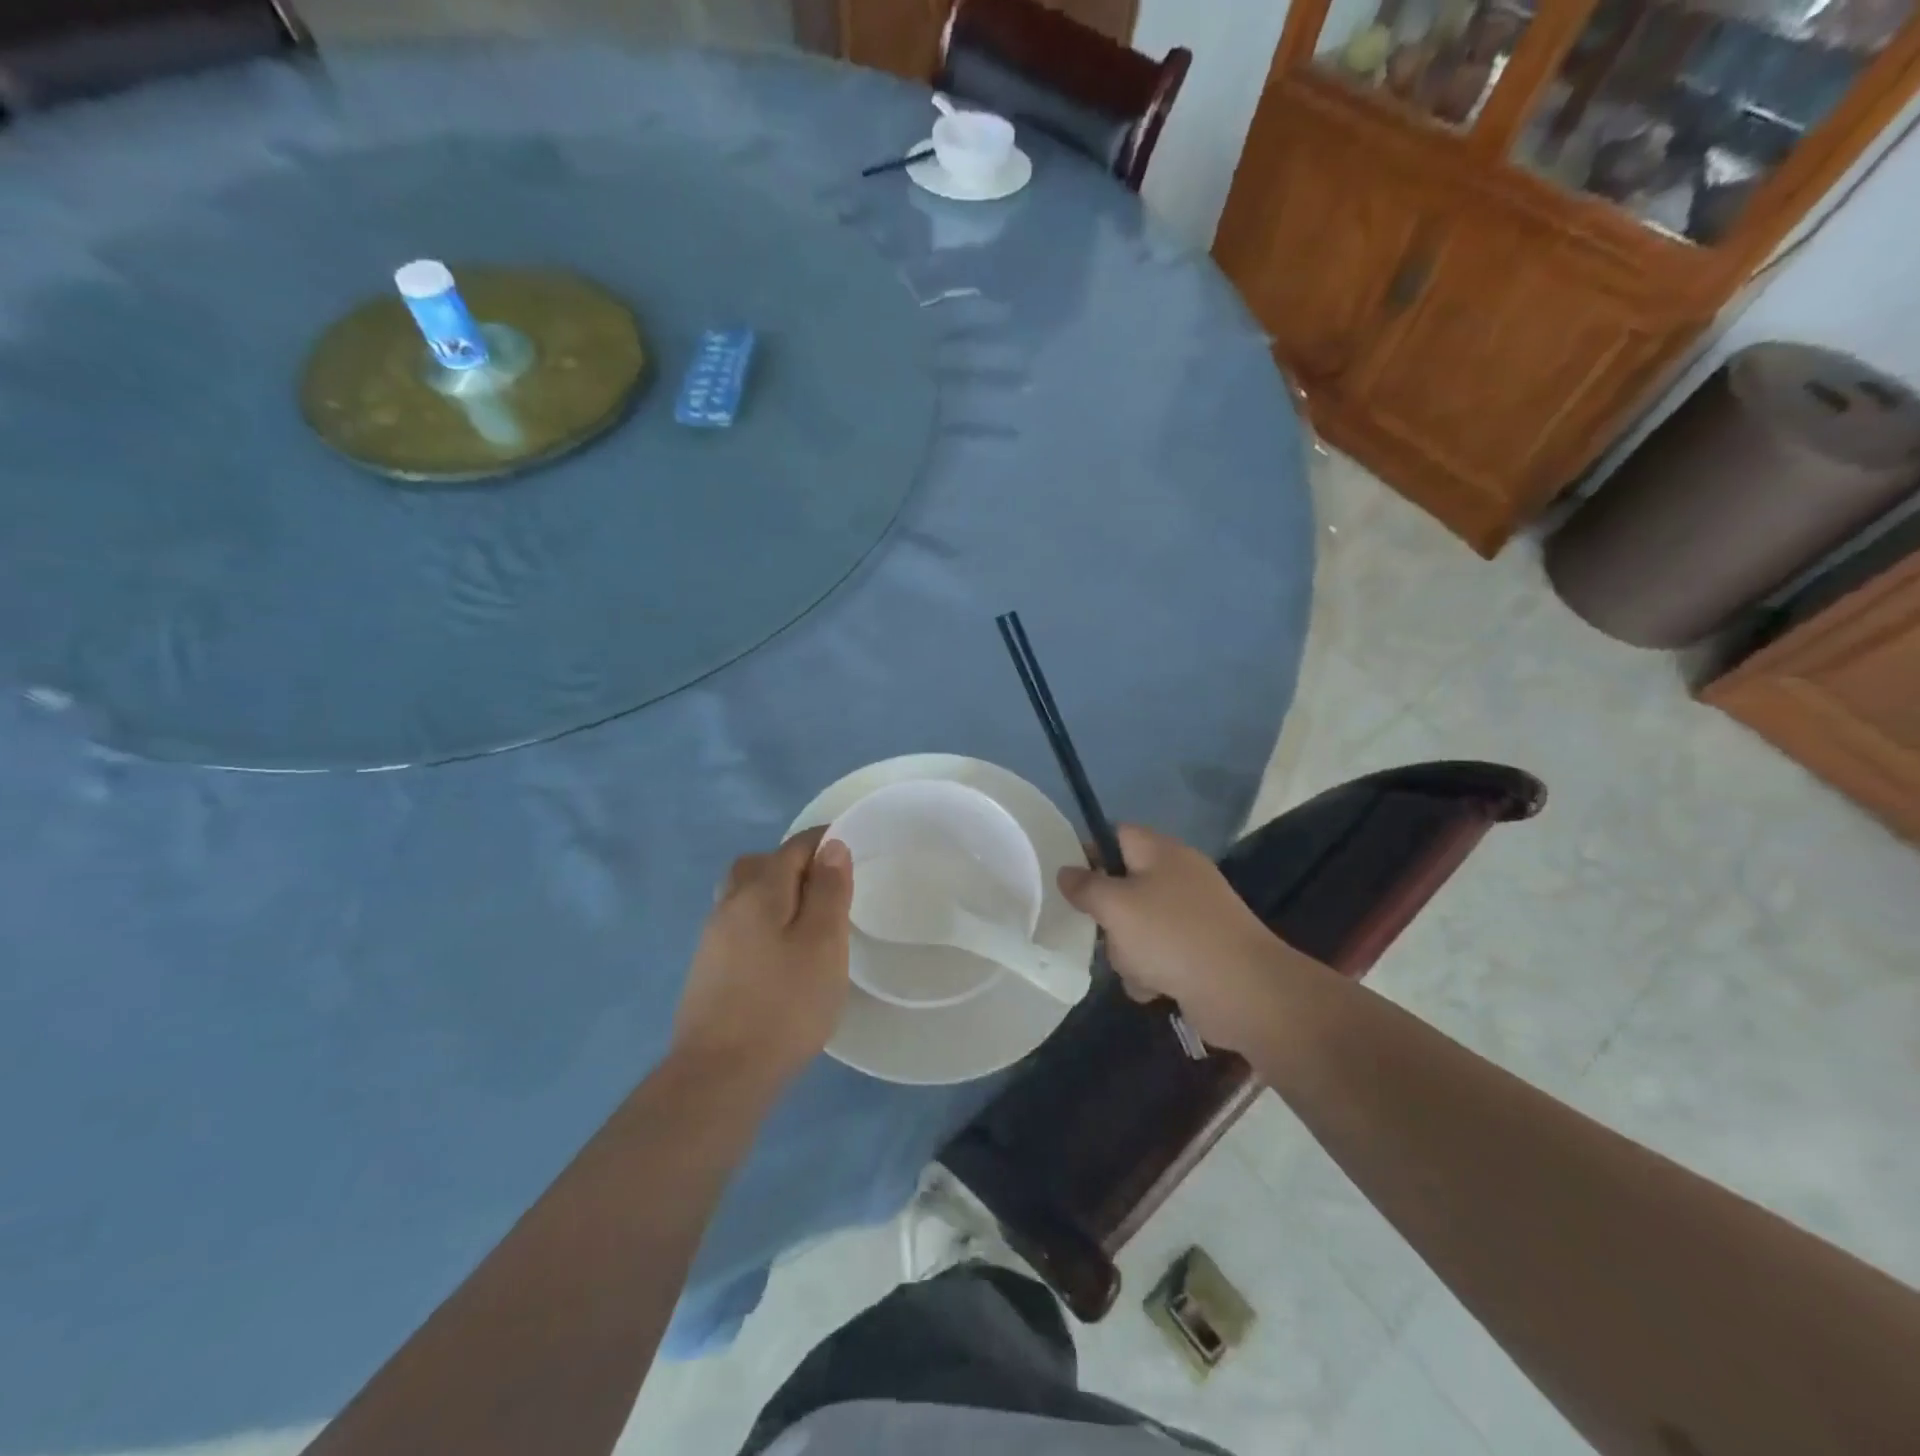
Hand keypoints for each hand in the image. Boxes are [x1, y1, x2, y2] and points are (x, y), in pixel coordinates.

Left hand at [671, 827, 852, 1087]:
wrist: (720, 1076)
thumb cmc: (784, 1005)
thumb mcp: (823, 944)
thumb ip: (828, 891)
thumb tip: (831, 846)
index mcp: (759, 891)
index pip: (793, 847)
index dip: (824, 841)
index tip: (851, 848)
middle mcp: (729, 905)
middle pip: (760, 865)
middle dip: (792, 864)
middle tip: (826, 886)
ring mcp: (712, 939)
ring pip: (744, 895)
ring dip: (774, 894)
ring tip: (806, 921)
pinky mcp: (707, 970)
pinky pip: (739, 925)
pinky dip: (762, 922)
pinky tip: (779, 953)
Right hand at [1057, 825, 1285, 1055]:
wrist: (1244, 991)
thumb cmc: (1171, 936)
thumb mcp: (1115, 906)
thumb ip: (1085, 887)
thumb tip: (1065, 871)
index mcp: (1161, 852)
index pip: (1116, 834)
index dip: (1089, 852)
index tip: (1069, 881)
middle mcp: (1179, 876)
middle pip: (1124, 885)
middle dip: (1108, 915)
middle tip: (1101, 932)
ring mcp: (1193, 915)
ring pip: (1138, 925)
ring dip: (1127, 950)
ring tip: (1135, 968)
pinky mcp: (1202, 951)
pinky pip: (1160, 954)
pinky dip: (1152, 971)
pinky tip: (1154, 989)